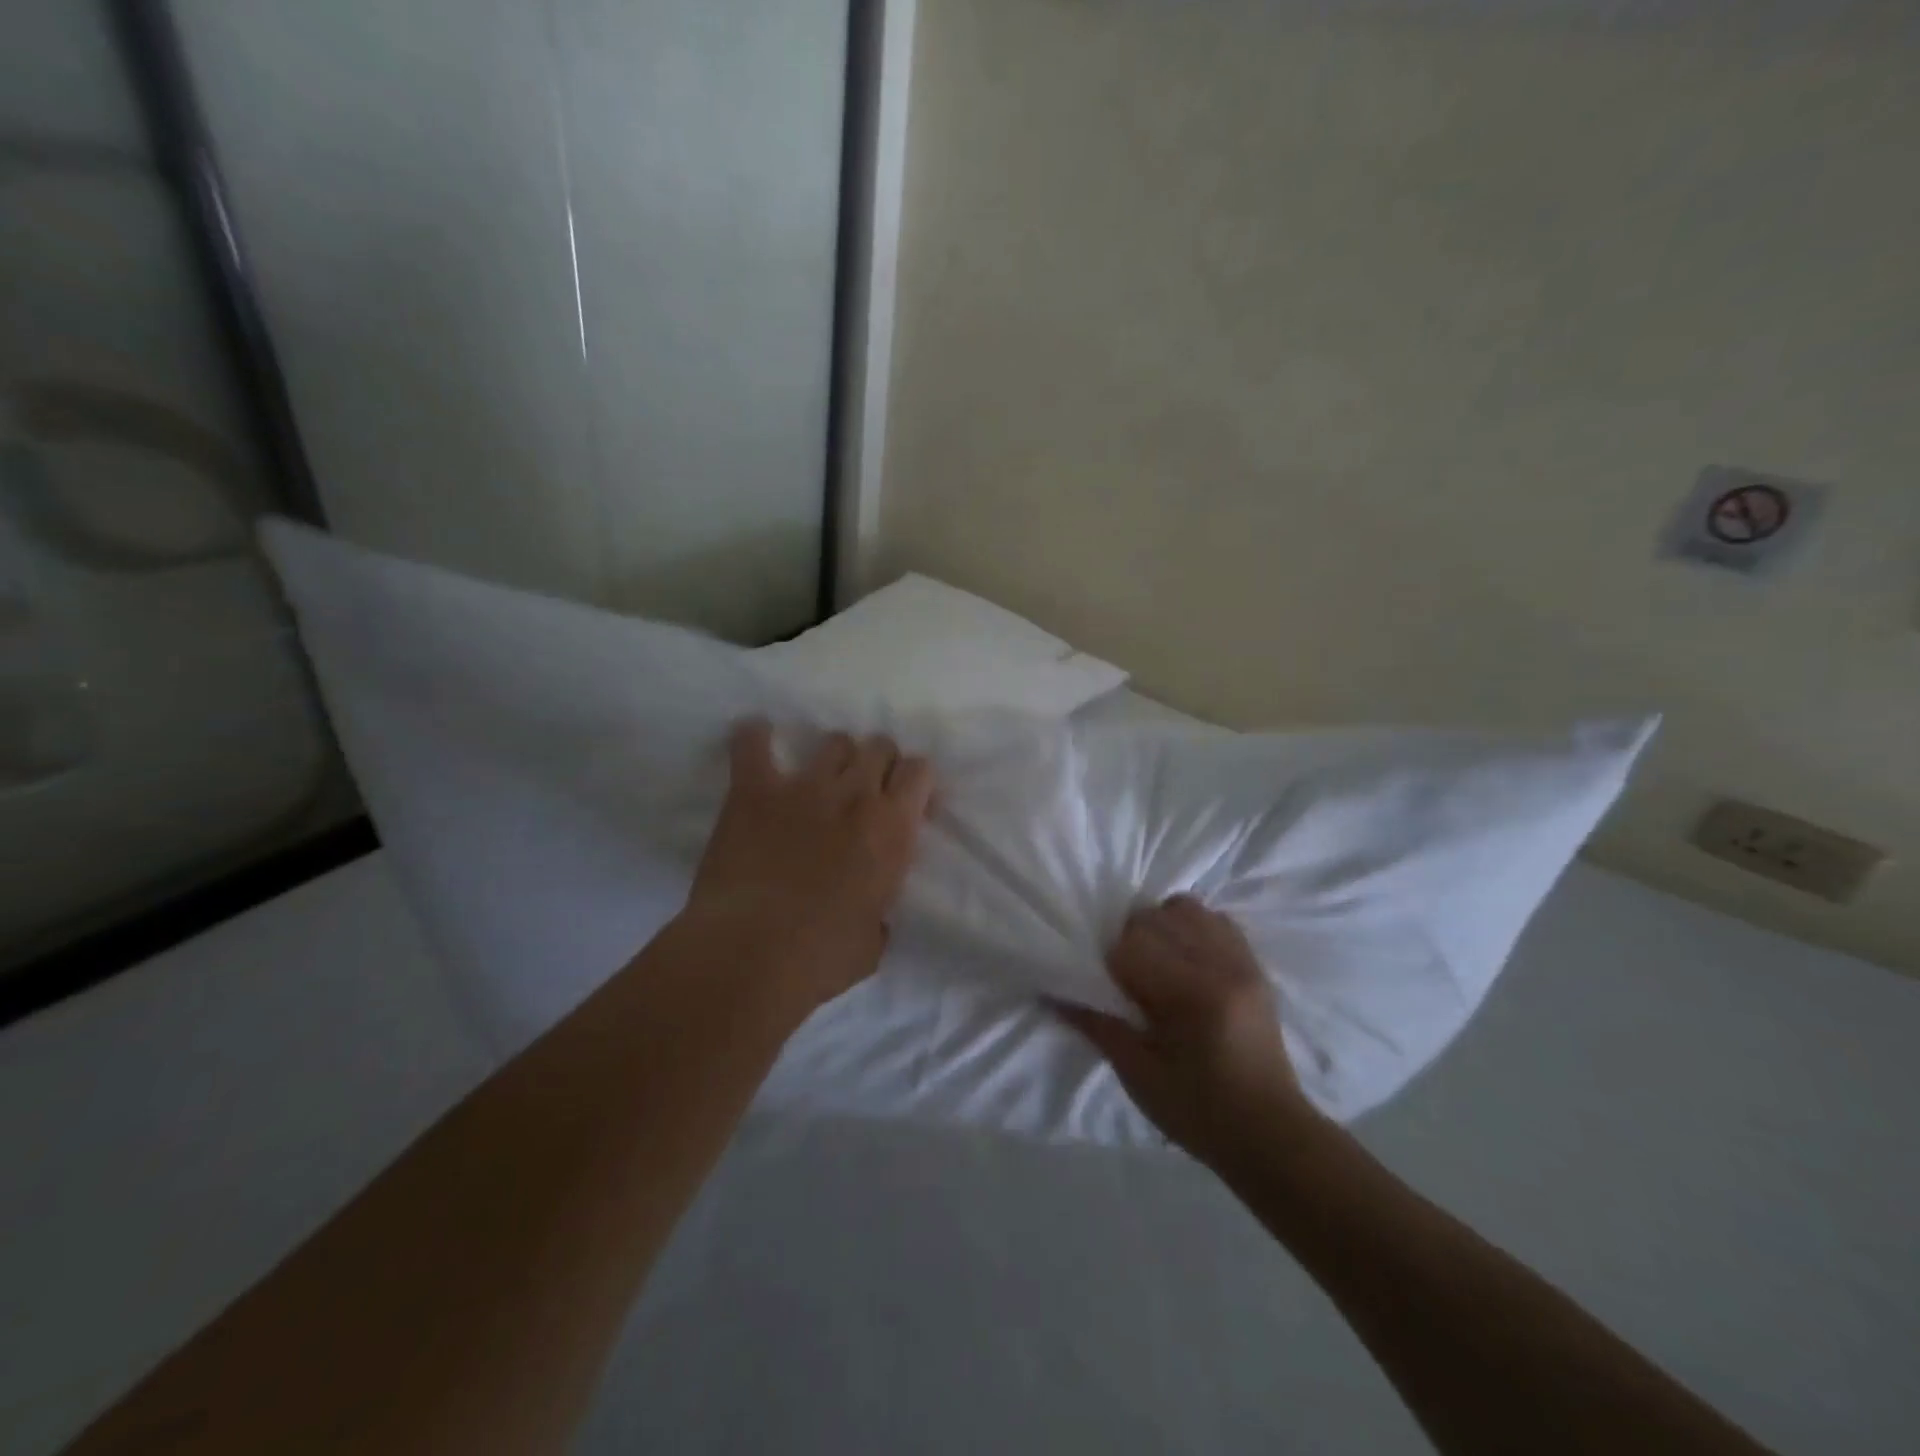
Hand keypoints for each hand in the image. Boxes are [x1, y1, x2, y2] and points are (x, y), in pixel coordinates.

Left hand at [684, 720, 934, 1012]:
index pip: (920, 770)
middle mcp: (856, 794)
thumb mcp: (874, 940)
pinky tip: (756, 738)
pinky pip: (752, 743)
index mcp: (893, 828)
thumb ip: (879, 911)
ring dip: (833, 757)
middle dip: (877, 763)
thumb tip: (871, 912)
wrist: (751, 954)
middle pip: (879, 745)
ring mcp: (804, 786)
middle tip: (863, 792)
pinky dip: (754, 737)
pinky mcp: (754, 789)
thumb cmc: (821, 957)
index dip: (914, 782)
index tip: (905, 804)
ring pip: (833, 740)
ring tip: (820, 780)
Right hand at [1057, 896, 1314, 1167]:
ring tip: (1156, 962)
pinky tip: (1183, 960)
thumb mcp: (1138, 1075)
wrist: (1270, 1133)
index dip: (1110, 963)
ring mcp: (1242, 961)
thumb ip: (1097, 1025)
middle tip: (1127, 977)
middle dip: (1130, 939)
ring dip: (1160, 926)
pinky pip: (1215, 919)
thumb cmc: (1199, 1112)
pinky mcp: (1254, 964)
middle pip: (1156, 917)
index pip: (1132, 946)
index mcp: (1193, 996)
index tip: (1106, 988)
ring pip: (1186, 908)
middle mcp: (1221, 966)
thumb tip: (1053, 993)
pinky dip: (1191, 928)